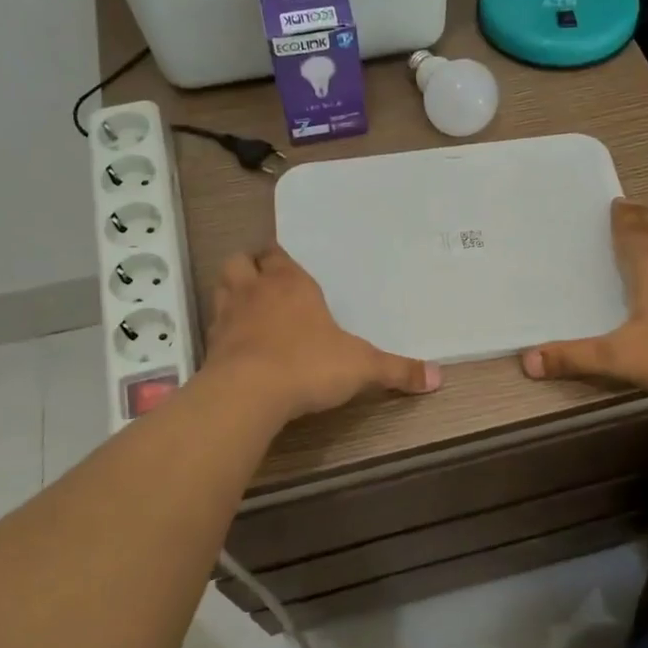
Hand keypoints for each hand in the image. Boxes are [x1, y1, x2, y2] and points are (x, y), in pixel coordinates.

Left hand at [203, 246, 439, 422]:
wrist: (249, 394)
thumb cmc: (309, 365)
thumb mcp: (362, 367)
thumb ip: (397, 370)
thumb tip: (437, 377)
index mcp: (290, 283)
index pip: (277, 254)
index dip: (281, 259)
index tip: (290, 269)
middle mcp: (255, 290)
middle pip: (241, 261)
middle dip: (250, 267)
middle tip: (265, 283)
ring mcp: (227, 315)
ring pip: (222, 286)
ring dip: (232, 291)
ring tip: (249, 308)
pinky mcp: (210, 345)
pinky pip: (214, 325)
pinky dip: (224, 329)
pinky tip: (238, 346)